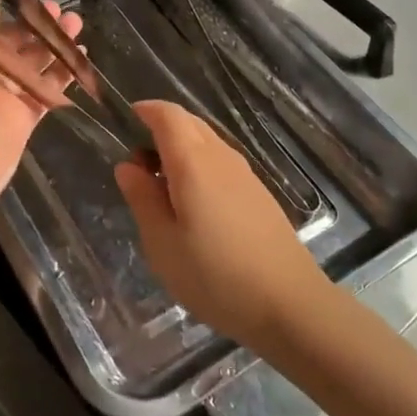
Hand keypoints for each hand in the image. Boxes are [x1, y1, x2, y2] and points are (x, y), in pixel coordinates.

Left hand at [0, 0, 82, 235]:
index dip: (7, 11)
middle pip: (11, 44)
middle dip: (35, 27)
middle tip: (62, 10)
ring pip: (31, 66)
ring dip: (52, 46)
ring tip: (77, 24)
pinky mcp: (20, 121)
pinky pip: (44, 92)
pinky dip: (61, 76)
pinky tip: (81, 58)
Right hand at [115, 100, 328, 348]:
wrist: (290, 305)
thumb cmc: (215, 276)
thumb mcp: (162, 244)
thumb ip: (142, 199)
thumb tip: (127, 166)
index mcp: (193, 162)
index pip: (168, 115)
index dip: (146, 110)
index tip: (126, 120)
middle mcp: (221, 157)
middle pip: (189, 123)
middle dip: (161, 129)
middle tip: (138, 164)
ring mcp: (245, 174)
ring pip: (207, 142)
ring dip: (181, 150)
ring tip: (162, 189)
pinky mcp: (259, 194)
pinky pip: (221, 162)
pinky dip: (200, 166)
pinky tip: (194, 205)